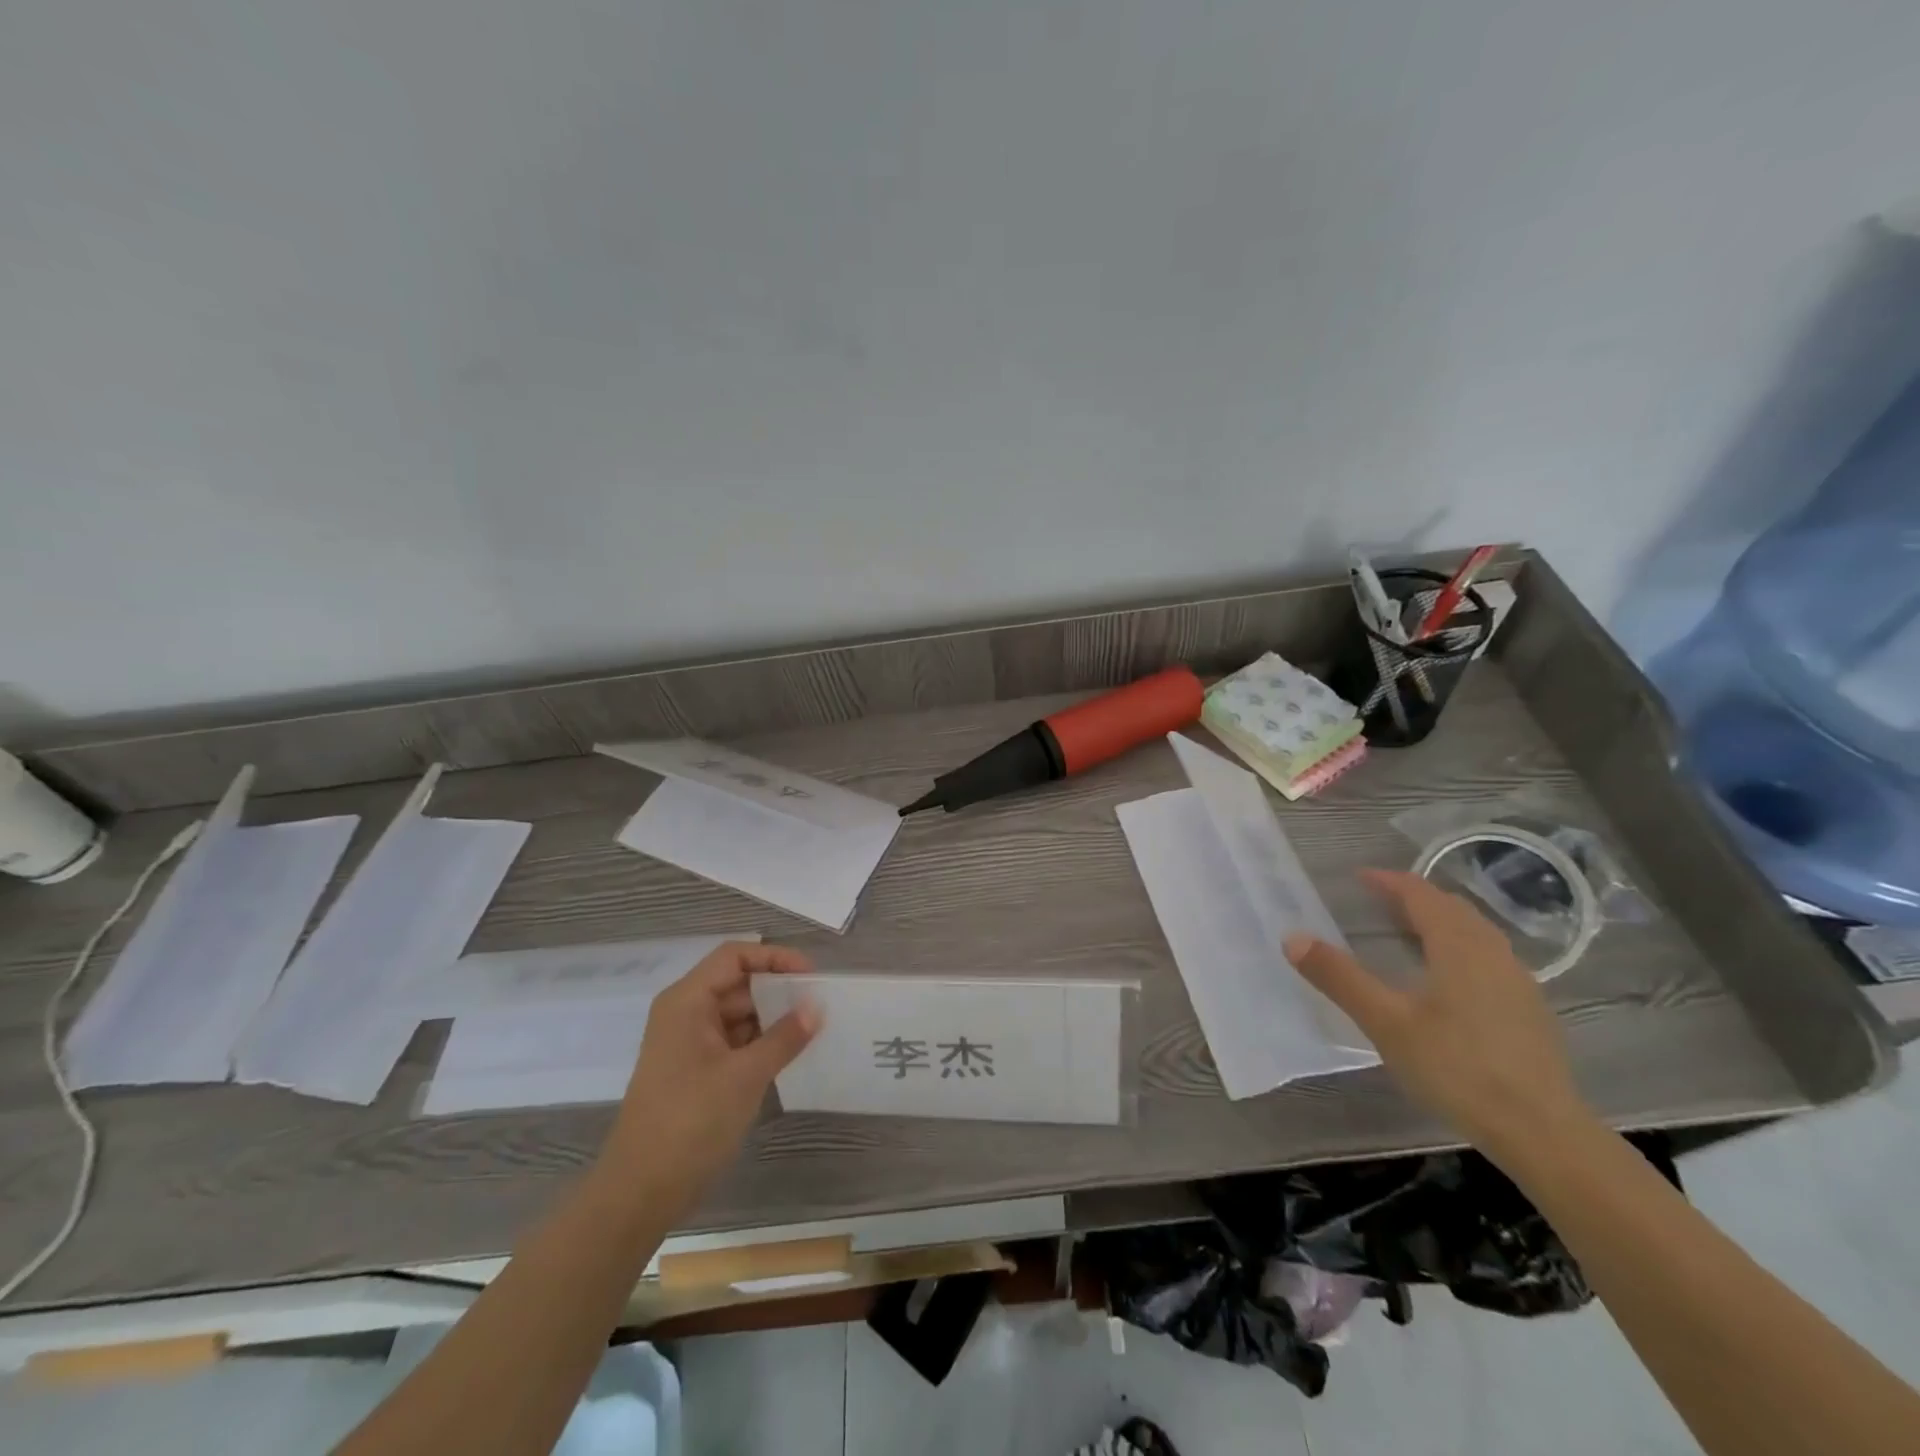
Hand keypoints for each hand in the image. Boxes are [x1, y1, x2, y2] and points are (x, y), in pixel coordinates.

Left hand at [600, 942, 820, 1217]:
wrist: (640, 1192)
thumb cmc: (690, 1121)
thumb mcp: (746, 1075)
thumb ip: (785, 1037)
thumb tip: (817, 1007)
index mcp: (687, 1001)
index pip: (735, 956)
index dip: (774, 958)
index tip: (810, 975)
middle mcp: (685, 1013)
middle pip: (737, 983)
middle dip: (777, 990)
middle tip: (819, 1004)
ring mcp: (688, 1043)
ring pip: (737, 1014)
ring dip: (772, 1018)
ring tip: (812, 1029)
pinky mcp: (694, 1071)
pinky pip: (733, 1042)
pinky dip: (760, 1043)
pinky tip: (789, 1054)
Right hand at [1284, 869, 1591, 1166]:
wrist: (1543, 1132)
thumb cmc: (1457, 1068)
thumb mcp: (1386, 1023)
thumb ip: (1339, 978)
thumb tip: (1292, 937)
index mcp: (1458, 946)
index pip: (1421, 895)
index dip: (1389, 881)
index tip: (1359, 877)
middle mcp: (1492, 953)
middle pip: (1452, 908)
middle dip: (1414, 897)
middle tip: (1379, 900)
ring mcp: (1517, 981)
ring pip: (1475, 932)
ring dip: (1440, 921)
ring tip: (1409, 931)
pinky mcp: (1529, 1010)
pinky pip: (1488, 957)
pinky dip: (1459, 947)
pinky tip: (1447, 977)